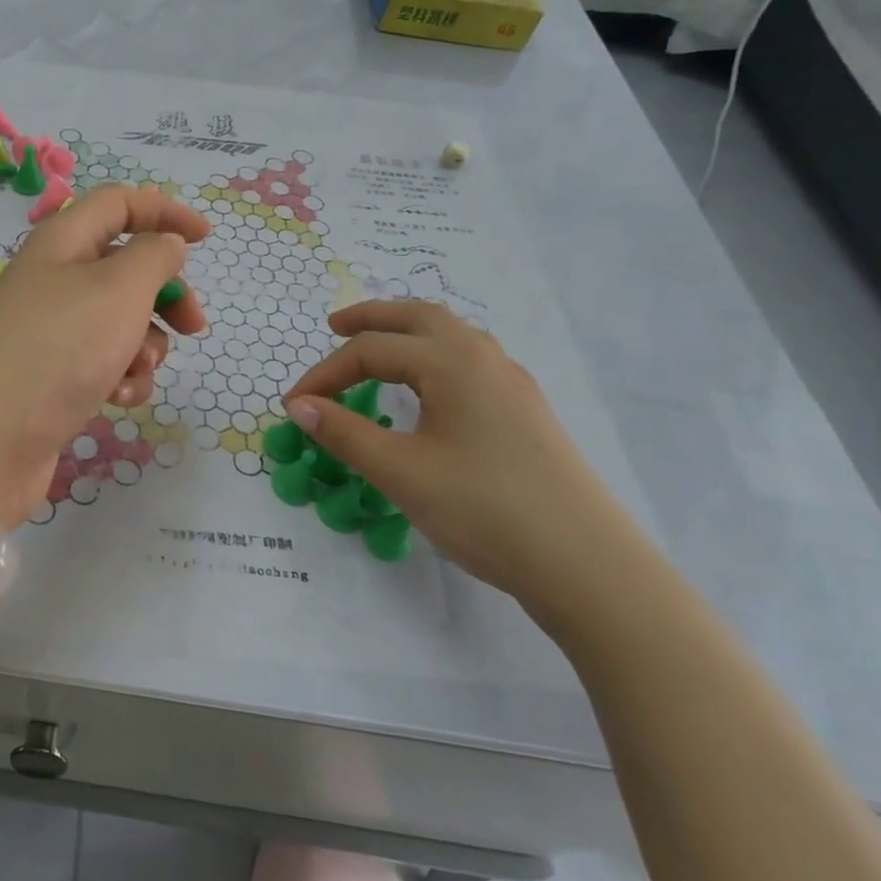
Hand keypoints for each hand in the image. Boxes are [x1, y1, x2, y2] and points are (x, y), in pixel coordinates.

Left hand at [0, 185, 209, 528]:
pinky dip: (120, 377)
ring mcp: (52, 332)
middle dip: (166, 296)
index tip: (206, 240)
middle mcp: (55, 280)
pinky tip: (116, 398)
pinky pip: (104, 364)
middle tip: (194, 327)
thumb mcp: (119, 288)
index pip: (118, 204)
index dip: (164, 212)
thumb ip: (154, 257)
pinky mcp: (53, 378)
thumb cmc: (60, 346)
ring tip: (135, 369)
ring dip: (144, 346)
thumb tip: (166, 245)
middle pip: (125, 268)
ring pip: (120, 323)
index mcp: (64, 242)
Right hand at [284, 301, 648, 612]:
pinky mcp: (525, 411)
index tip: (294, 405)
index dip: (325, 374)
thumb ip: (344, 433)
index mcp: (452, 362)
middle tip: (335, 326)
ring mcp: (512, 384)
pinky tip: (428, 389)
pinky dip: (434, 356)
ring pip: (452, 335)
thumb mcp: (400, 472)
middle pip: (419, 316)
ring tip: (378, 349)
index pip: (372, 350)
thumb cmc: (484, 509)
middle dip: (372, 317)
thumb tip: (299, 406)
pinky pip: (470, 361)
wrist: (586, 564)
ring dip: (408, 332)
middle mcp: (484, 359)